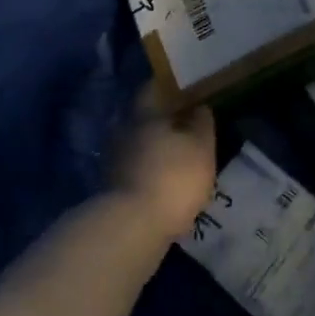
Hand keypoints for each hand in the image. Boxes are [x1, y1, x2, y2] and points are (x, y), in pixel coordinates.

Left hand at [109, 85, 217, 242]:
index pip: (153, 88)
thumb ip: (202, 123)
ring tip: (180, 156)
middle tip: (187, 125)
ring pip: (139, 144)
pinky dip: (150, 170)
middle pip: (144, 118)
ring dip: (156, 148)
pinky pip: (136, 169)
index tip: (187, 90)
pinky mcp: (112, 188)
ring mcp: (114, 160)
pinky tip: (166, 180)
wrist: (132, 228)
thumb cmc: (173, 177)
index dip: (170, 88)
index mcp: (144, 114)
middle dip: (163, 120)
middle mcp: (124, 131)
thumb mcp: (202, 147)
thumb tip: (199, 107)